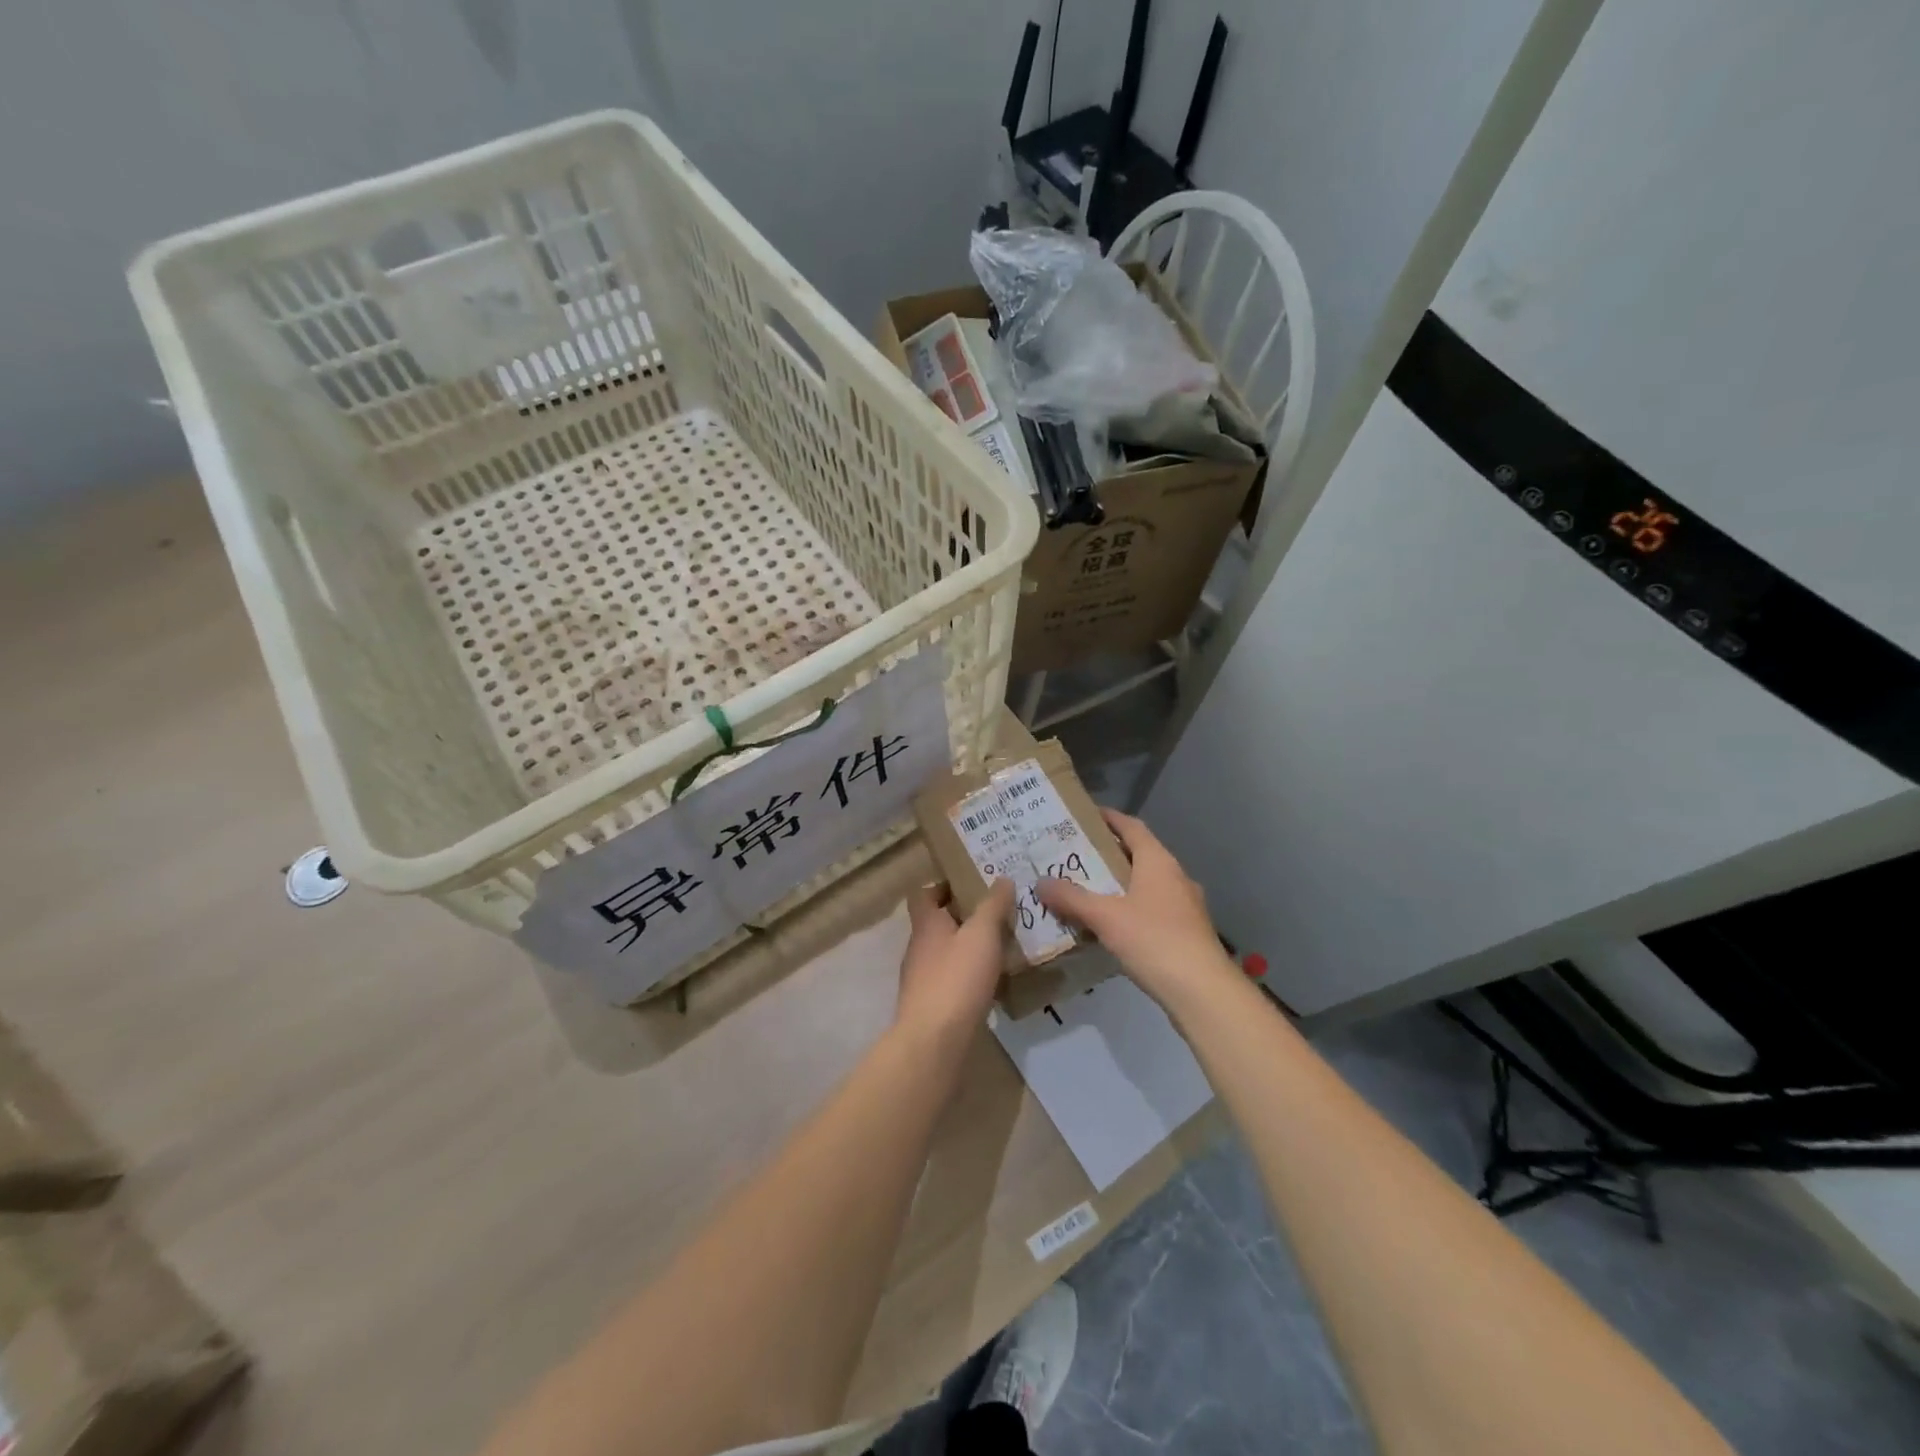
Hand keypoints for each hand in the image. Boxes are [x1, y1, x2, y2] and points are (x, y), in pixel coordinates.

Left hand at [894, 879, 1014, 1047]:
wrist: (935, 1041)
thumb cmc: (957, 978)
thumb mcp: (982, 934)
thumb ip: (993, 905)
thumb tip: (1001, 879)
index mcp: (926, 924)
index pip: (924, 894)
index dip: (944, 886)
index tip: (972, 884)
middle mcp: (918, 948)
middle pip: (938, 923)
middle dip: (965, 917)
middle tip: (998, 913)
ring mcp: (922, 979)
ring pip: (947, 953)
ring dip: (969, 948)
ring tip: (1002, 947)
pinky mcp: (932, 1006)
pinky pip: (952, 981)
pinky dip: (970, 976)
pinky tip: (993, 982)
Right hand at [1037, 809, 1237, 1009]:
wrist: (1203, 992)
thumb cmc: (1154, 940)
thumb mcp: (1105, 917)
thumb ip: (1072, 898)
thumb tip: (1040, 882)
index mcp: (1158, 862)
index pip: (1132, 827)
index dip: (1109, 818)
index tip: (1084, 816)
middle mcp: (1175, 876)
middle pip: (1138, 855)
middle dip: (1108, 854)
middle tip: (1074, 856)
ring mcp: (1185, 906)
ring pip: (1146, 884)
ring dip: (1119, 884)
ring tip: (1086, 891)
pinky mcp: (1186, 932)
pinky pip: (1152, 909)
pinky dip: (1130, 909)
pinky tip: (1110, 926)